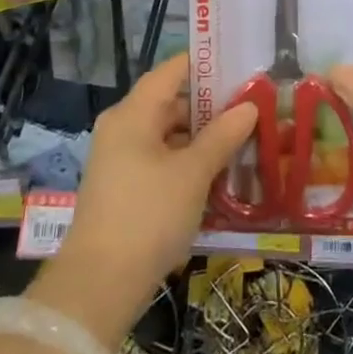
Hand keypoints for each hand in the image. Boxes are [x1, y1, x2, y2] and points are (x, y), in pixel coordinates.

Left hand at [28, 54, 255, 345]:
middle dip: (213, 107)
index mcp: (134, 113)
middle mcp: (123, 127)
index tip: (244, 67)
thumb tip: (249, 106)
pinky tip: (220, 175)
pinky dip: (189, 162)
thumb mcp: (194, 174)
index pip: (175, 69)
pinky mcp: (124, 188)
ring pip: (170, 134)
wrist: (98, 289)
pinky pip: (162, 160)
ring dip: (204, 138)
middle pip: (173, 102)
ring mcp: (121, 159)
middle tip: (254, 109)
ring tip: (245, 142)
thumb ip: (223, 135)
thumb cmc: (148, 217)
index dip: (209, 65)